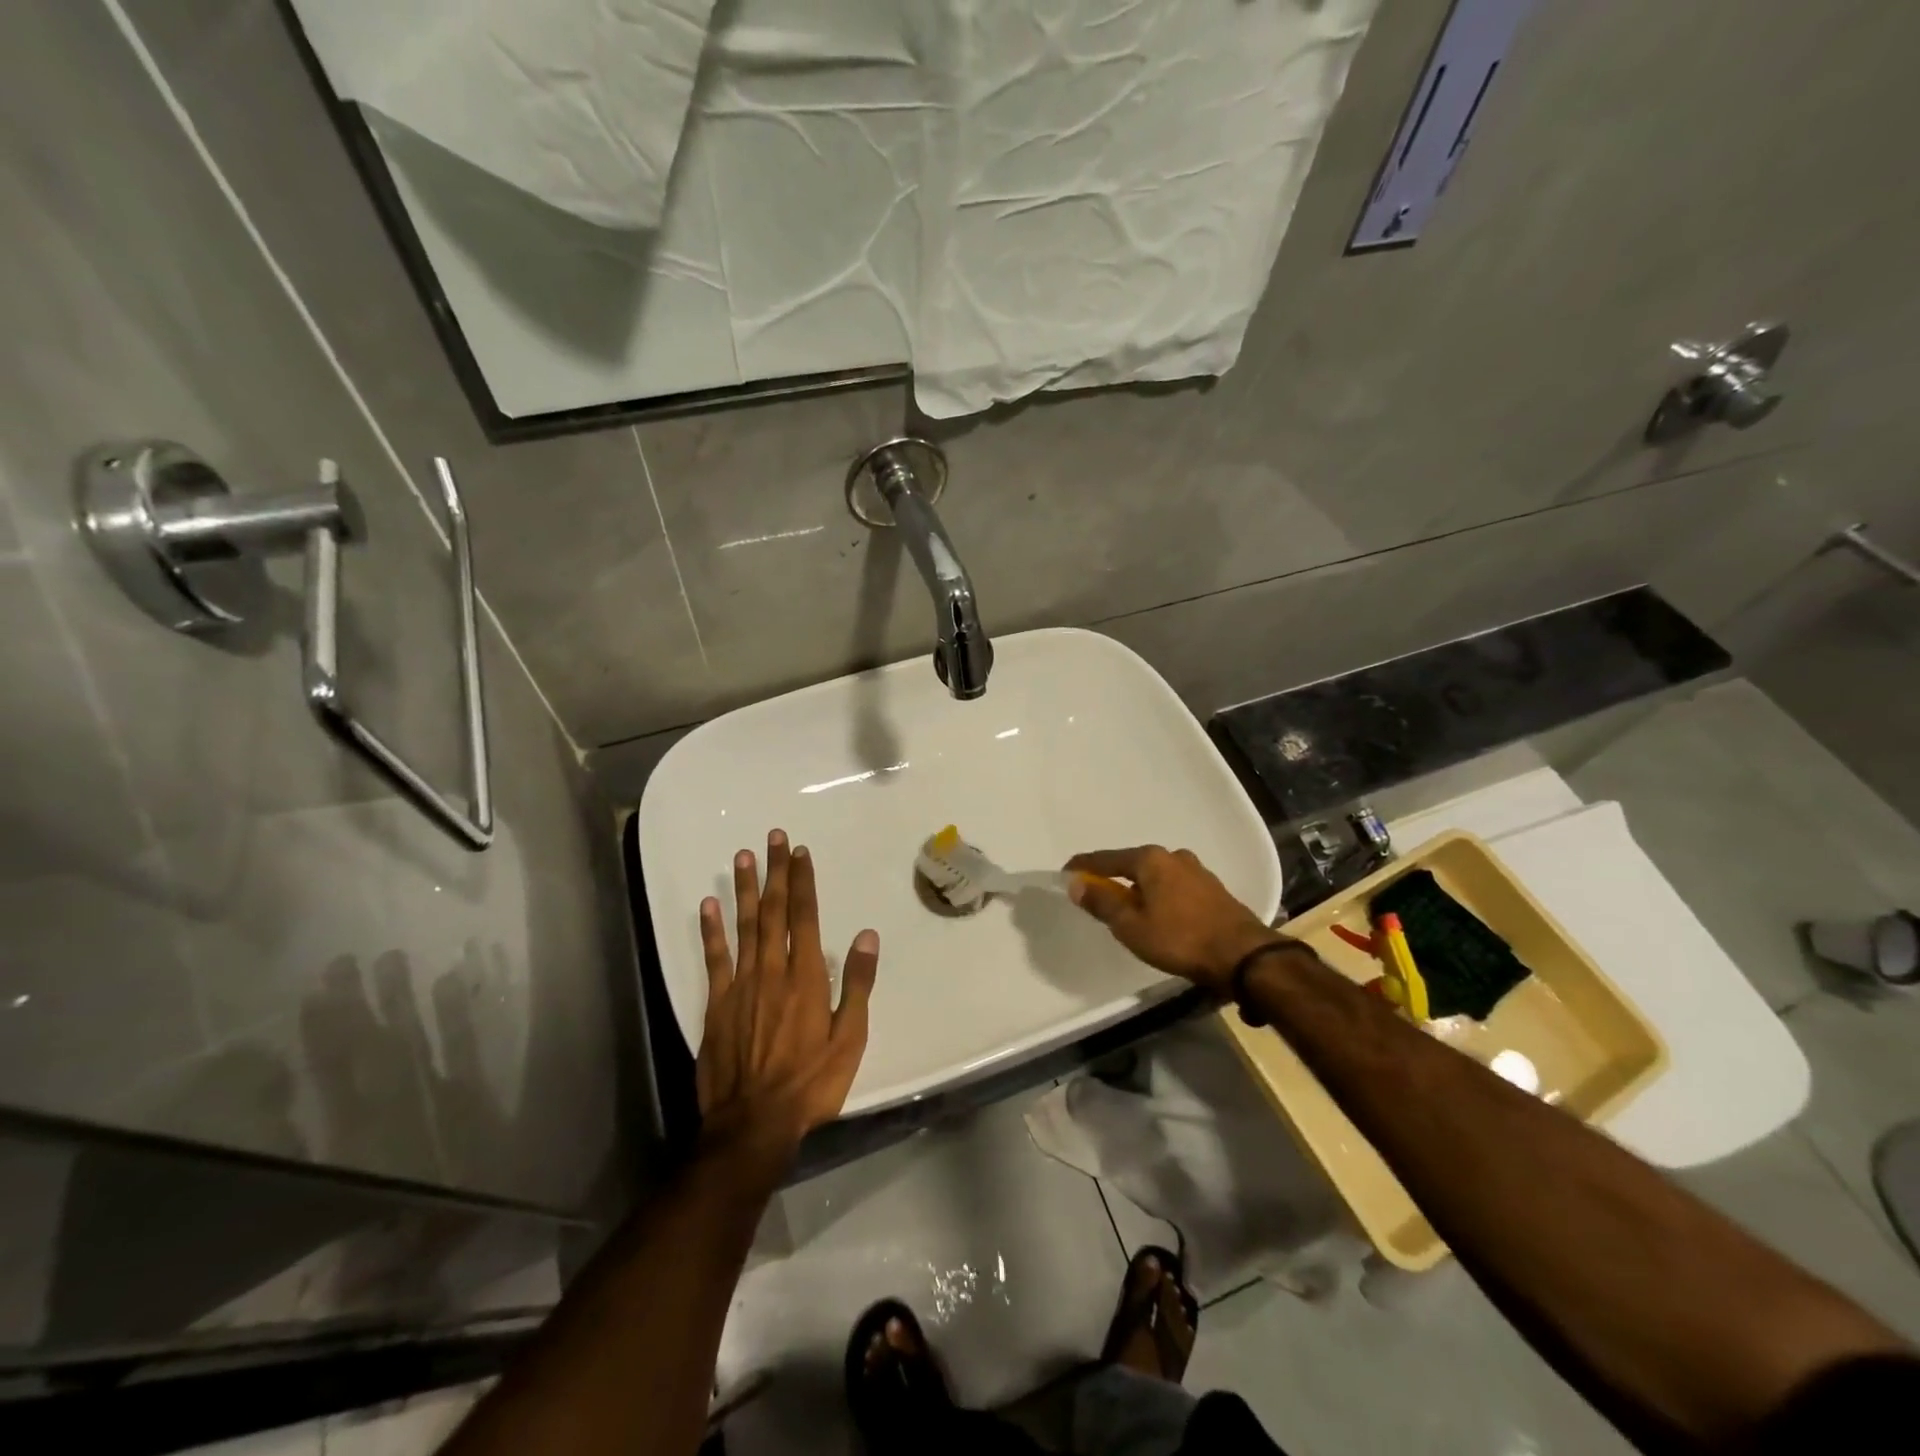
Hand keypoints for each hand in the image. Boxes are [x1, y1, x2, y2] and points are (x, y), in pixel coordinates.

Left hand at [696, 830, 879, 1170]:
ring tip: (744, 856)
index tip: (801, 853)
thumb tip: (867, 936)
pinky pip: (714, 959)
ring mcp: (741, 986)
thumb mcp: (850, 1039)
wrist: (753, 1123)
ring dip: (746, 889)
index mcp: (807, 977)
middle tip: (774, 837)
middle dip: (776, 872)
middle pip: (774, 912)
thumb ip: (857, 984)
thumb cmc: (811, 1083)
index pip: (805, 917)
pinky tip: (709, 904)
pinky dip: (711, 930)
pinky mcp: (716, 1005)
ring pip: (744, 926)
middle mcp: (773, 971)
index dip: (803, 882)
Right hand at [1065, 845, 1277, 994]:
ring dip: (1139, 889)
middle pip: (1132, 865)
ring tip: (1128, 909)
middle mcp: (1173, 857)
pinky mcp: (1212, 890)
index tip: (1065, 873)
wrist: (1243, 956)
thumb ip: (1102, 903)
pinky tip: (1159, 914)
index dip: (1083, 866)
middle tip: (1096, 896)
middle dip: (1113, 878)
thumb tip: (1076, 883)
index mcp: (1150, 859)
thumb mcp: (1131, 926)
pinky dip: (1159, 896)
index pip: (1106, 859)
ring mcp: (1197, 871)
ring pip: (1156, 876)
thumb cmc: (1180, 939)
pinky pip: (1174, 887)